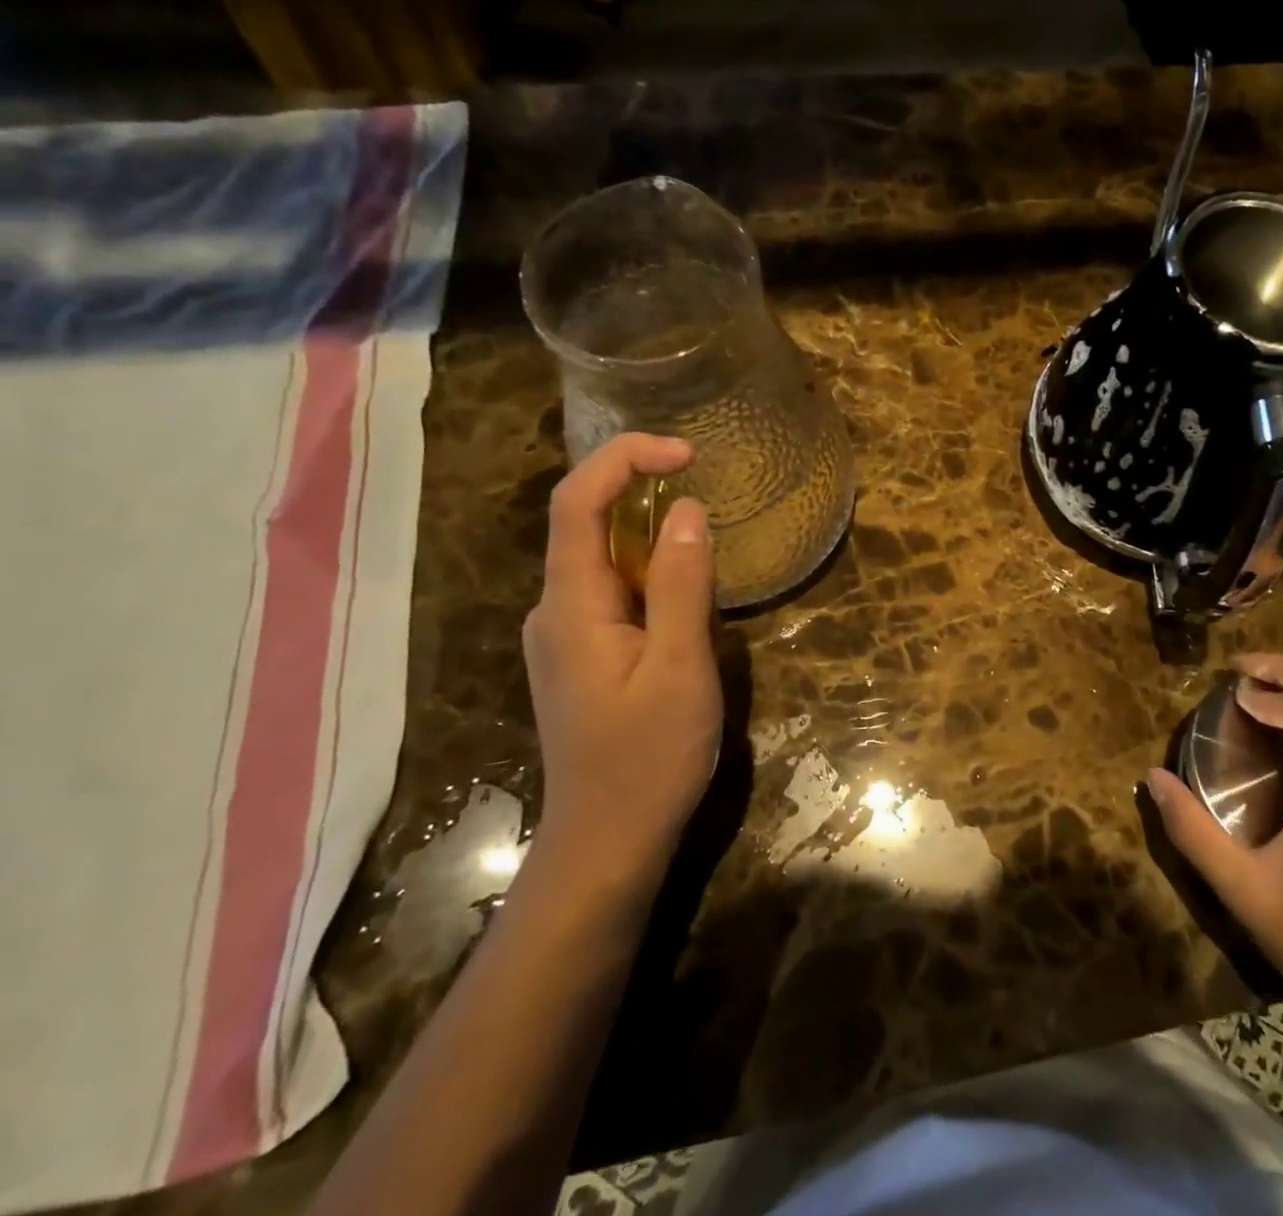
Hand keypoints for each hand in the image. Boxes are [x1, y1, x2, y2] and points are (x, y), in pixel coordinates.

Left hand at [522, 434, 719, 879]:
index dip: (625, 459)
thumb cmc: (648, 758)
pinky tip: (688, 607)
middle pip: (588, 524)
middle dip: (645, 496)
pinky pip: (615, 593)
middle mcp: (555, 610)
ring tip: (709, 561)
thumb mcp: (681, 667)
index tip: (687, 453)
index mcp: (571, 605)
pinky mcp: (583, 657)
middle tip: (712, 505)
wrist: (607, 844)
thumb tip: (688, 510)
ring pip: (605, 561)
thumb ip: (683, 584)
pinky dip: (653, 576)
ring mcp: (566, 635)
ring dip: (654, 540)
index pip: (577, 501)